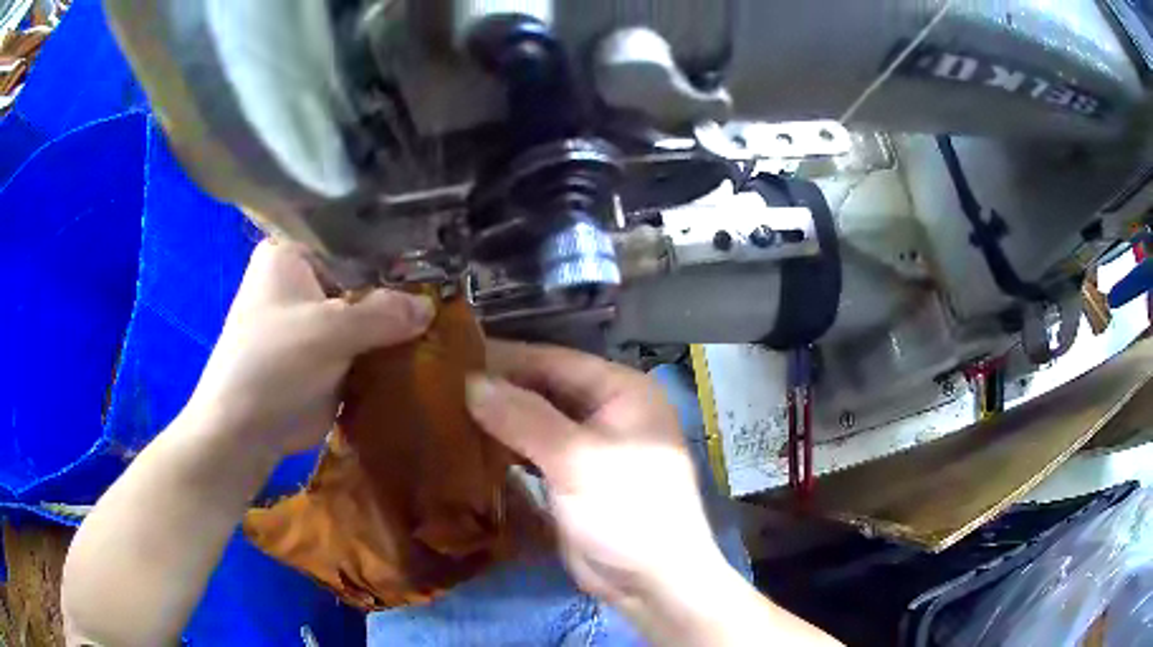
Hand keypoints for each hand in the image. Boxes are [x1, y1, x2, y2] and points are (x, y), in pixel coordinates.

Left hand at [187, 240, 433, 455]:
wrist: (246, 430)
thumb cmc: (275, 363)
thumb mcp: (330, 330)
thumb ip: (384, 314)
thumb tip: (431, 307)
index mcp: (290, 255)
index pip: (351, 241)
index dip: (391, 252)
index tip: (434, 262)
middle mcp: (300, 283)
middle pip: (360, 280)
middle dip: (396, 292)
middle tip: (444, 295)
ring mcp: (311, 323)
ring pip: (362, 315)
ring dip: (392, 325)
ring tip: (441, 323)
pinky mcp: (321, 358)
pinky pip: (360, 346)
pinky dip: (383, 351)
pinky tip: (421, 350)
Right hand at [465, 342, 727, 607]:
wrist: (651, 581)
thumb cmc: (627, 510)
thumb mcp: (577, 460)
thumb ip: (524, 418)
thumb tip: (472, 383)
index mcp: (621, 391)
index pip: (554, 360)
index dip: (505, 358)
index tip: (452, 357)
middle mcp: (605, 411)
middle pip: (543, 389)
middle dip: (498, 390)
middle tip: (438, 387)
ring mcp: (588, 447)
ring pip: (535, 422)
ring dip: (498, 420)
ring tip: (444, 412)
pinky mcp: (571, 479)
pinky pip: (533, 453)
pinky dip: (506, 449)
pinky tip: (469, 447)